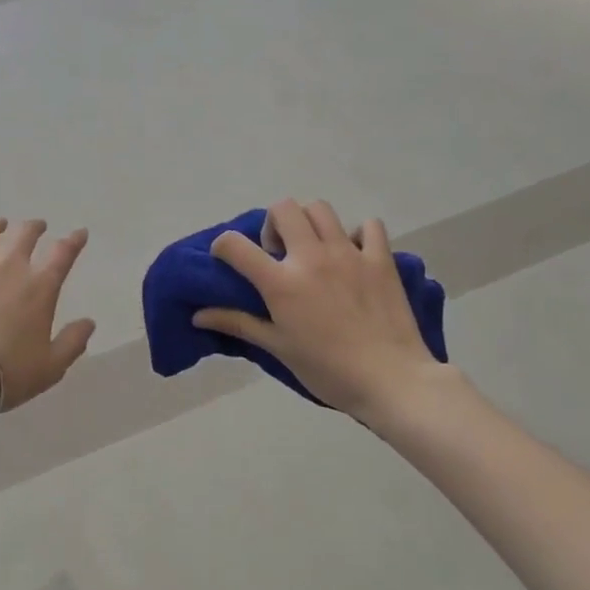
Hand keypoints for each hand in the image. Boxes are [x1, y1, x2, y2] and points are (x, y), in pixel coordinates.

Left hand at [0, 219, 96, 411]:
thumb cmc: (6, 373)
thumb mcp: (51, 367)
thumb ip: (73, 342)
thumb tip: (89, 323)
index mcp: (39, 286)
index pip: (63, 253)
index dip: (74, 241)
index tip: (79, 233)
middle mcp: (8, 265)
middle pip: (25, 234)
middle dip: (35, 227)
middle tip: (38, 227)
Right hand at [193, 198, 456, 422]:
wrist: (392, 381)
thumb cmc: (328, 370)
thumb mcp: (278, 348)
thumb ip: (238, 323)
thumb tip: (197, 316)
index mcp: (281, 282)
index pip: (235, 245)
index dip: (223, 246)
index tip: (227, 259)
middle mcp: (311, 257)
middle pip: (283, 208)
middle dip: (272, 223)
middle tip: (278, 252)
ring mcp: (349, 253)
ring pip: (321, 209)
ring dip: (309, 222)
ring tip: (313, 248)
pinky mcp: (380, 259)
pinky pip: (369, 226)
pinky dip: (358, 233)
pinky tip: (354, 254)